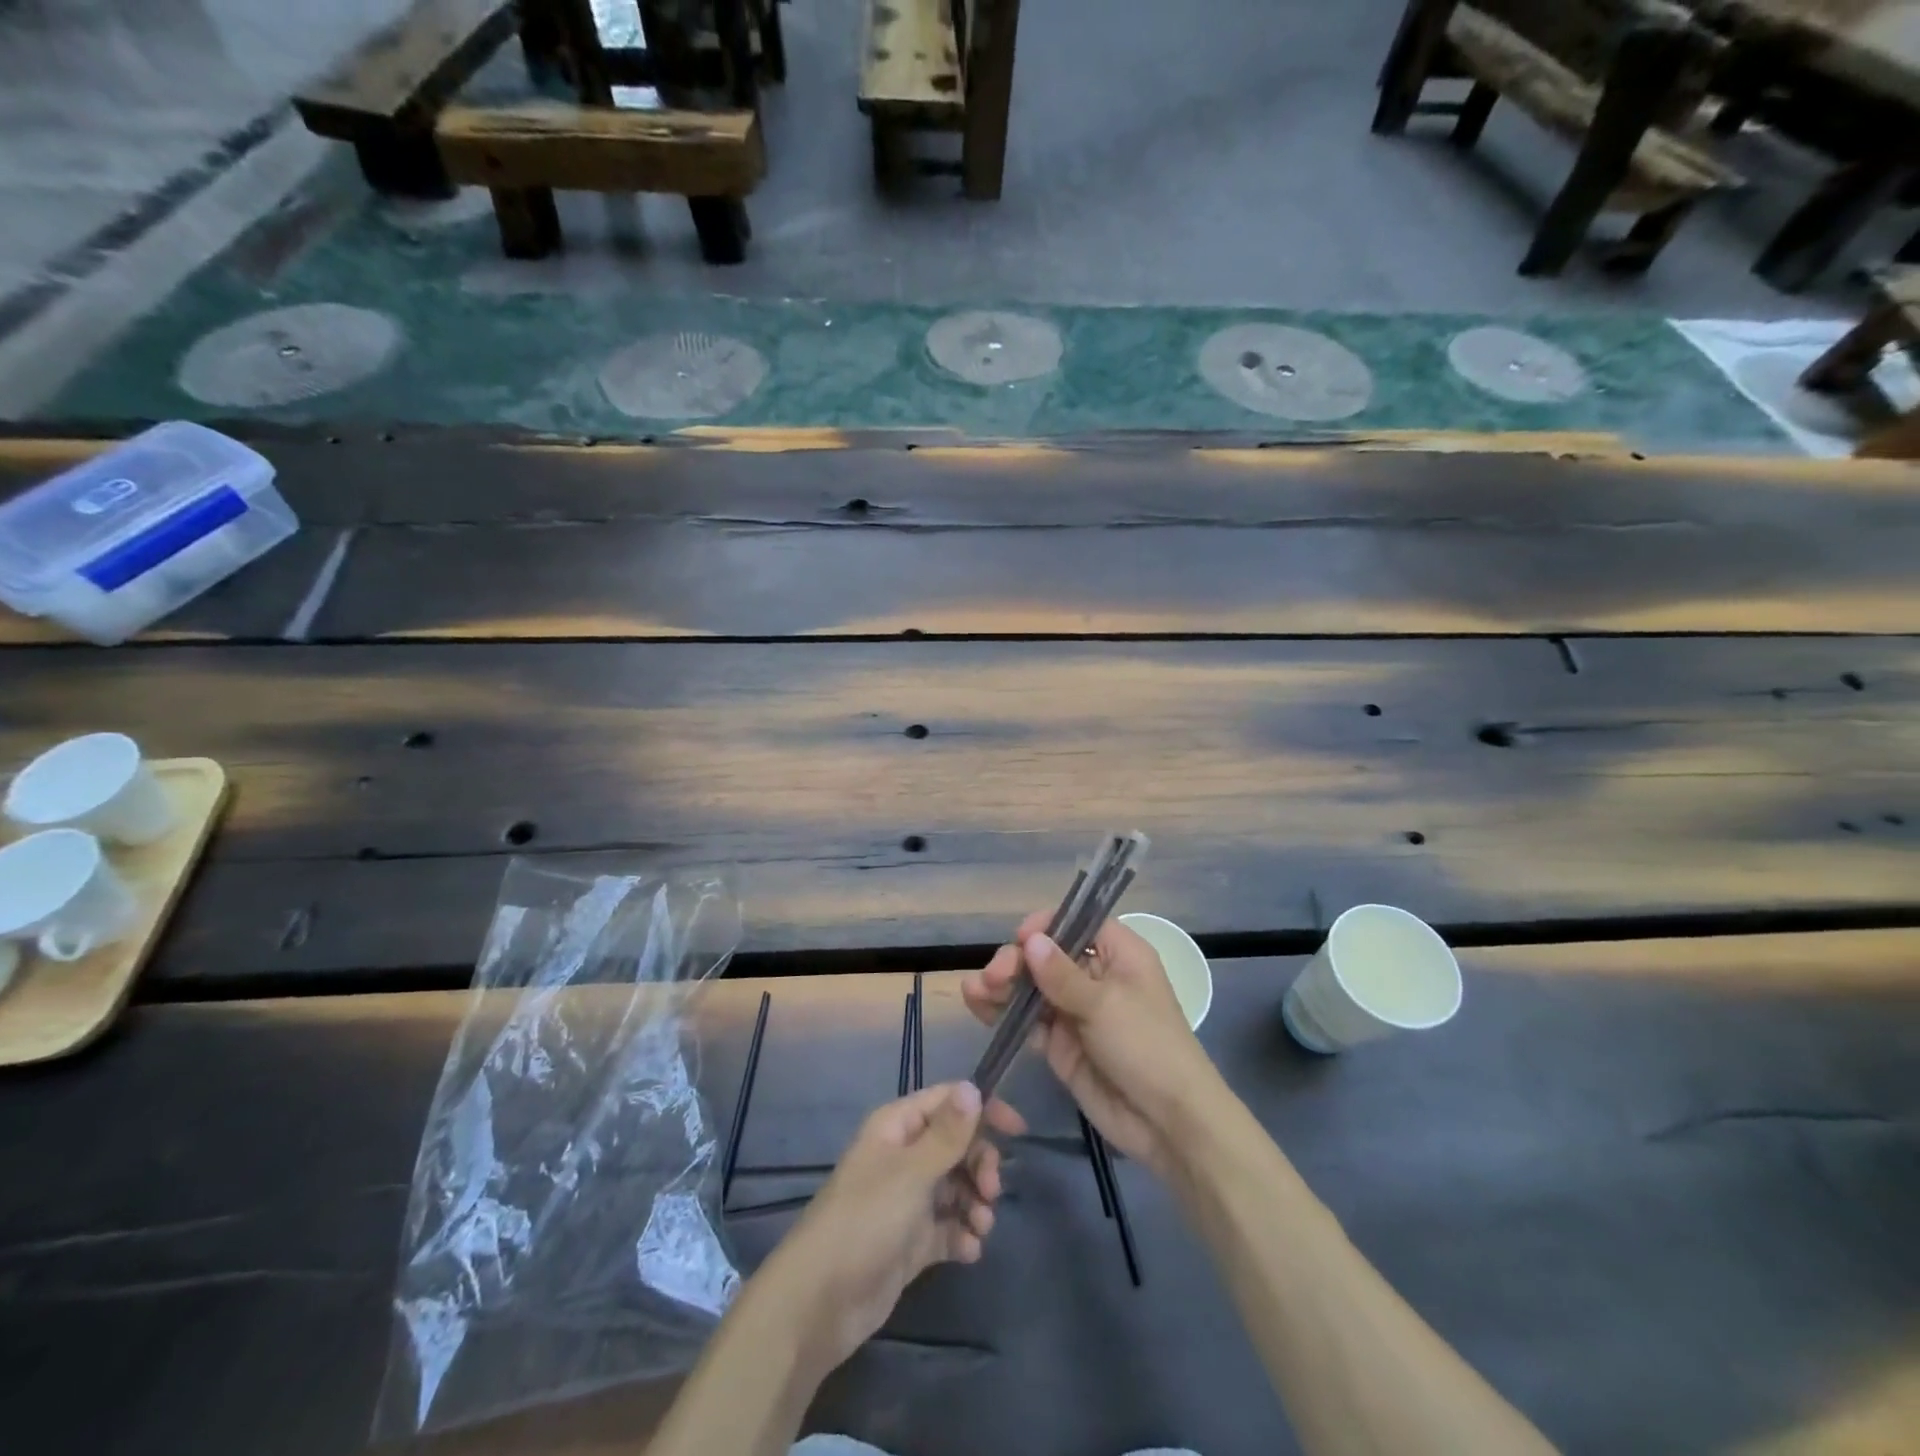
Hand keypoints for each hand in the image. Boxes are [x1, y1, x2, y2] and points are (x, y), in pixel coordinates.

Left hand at [765, 1081, 1025, 1376]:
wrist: (820, 1302)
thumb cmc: (865, 1221)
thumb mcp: (911, 1172)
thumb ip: (947, 1133)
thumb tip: (973, 1086)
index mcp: (897, 1127)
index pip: (948, 1101)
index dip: (983, 1110)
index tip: (1018, 1130)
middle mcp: (904, 1156)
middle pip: (958, 1145)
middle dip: (980, 1164)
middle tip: (990, 1191)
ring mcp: (908, 1200)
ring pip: (957, 1186)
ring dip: (976, 1202)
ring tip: (981, 1227)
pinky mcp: (912, 1241)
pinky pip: (949, 1226)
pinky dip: (963, 1234)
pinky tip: (968, 1250)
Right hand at [961, 913, 1221, 1178]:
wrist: (1167, 1123)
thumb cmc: (1147, 1047)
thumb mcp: (1105, 1005)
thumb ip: (1062, 975)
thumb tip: (1030, 939)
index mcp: (1119, 954)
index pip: (1078, 923)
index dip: (1046, 925)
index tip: (1020, 938)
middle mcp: (1095, 976)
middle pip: (1047, 954)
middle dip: (1016, 960)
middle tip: (994, 977)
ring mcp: (1075, 1010)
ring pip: (1032, 986)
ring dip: (1002, 984)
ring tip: (973, 990)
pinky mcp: (1060, 1043)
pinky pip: (1027, 1019)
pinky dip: (1003, 1012)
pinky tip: (978, 1005)